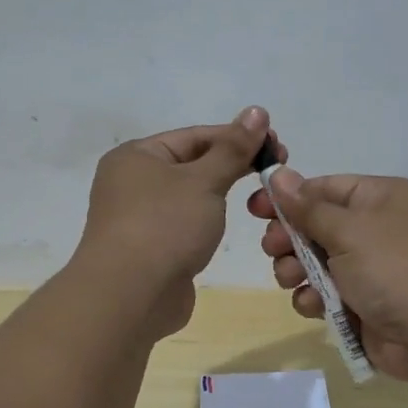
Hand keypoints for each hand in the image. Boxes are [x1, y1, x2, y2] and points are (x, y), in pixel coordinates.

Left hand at [77, 107, 279, 337]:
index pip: (196, 136)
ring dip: (220, 196)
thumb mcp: (204, 181)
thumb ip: (233, 148)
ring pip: (189, 197)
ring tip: (259, 200)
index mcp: (136, 156)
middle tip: (276, 171)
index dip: (238, 138)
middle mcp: (131, 182)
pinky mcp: (150, 249)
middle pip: (192, 164)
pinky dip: (206, 222)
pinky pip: (184, 225)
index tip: (277, 145)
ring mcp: (138, 218)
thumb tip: (257, 111)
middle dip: (233, 166)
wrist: (130, 296)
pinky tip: (227, 227)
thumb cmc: (165, 226)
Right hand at [247, 170, 407, 383]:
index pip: (324, 188)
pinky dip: (314, 300)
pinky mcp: (363, 305)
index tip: (255, 208)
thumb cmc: (397, 269)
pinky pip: (325, 295)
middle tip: (274, 249)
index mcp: (379, 198)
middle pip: (315, 226)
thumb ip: (308, 207)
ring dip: (297, 271)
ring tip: (293, 280)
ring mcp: (369, 269)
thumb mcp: (350, 230)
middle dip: (289, 239)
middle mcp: (374, 229)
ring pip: (314, 263)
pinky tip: (315, 307)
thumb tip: (280, 174)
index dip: (288, 198)